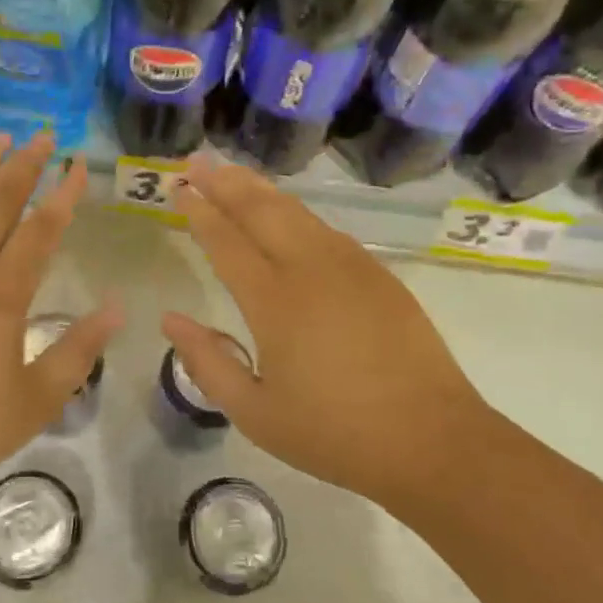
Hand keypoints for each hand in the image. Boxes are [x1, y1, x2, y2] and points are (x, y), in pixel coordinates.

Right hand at [162, 160, 484, 511]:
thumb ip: (207, 362)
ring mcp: (350, 267)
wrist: (431, 441)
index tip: (179, 189)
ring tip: (233, 173)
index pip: (226, 242)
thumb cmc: (334, 434)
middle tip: (197, 161)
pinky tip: (286, 214)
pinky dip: (295, 212)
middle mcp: (311, 270)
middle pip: (261, 211)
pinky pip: (325, 229)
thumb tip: (170, 319)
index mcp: (275, 302)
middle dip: (225, 183)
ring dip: (260, 190)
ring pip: (296, 212)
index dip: (199, 213)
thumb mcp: (254, 413)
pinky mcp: (378, 274)